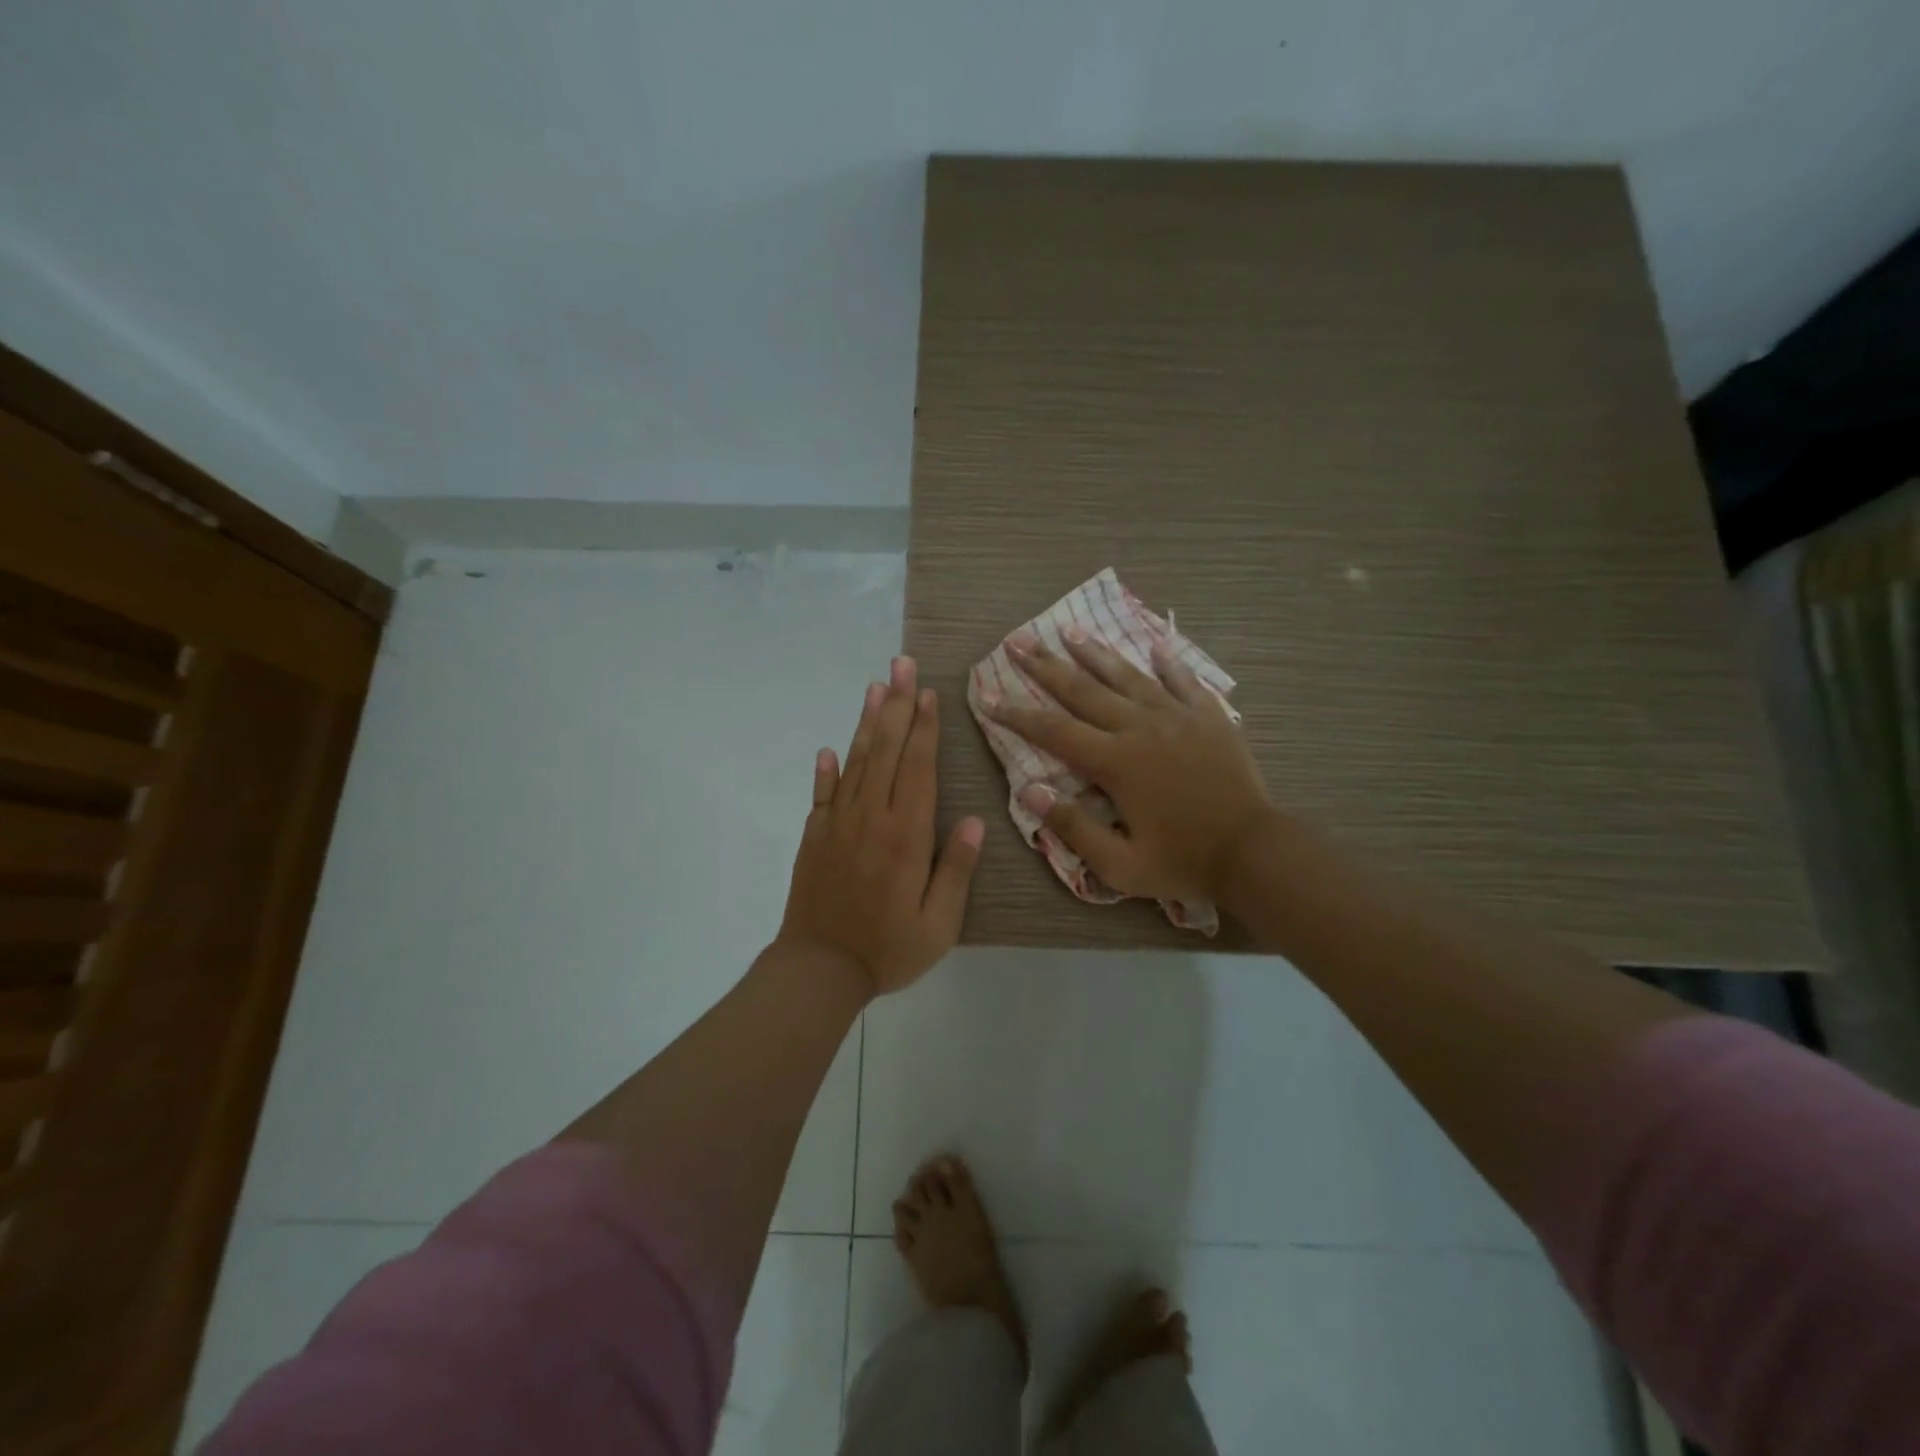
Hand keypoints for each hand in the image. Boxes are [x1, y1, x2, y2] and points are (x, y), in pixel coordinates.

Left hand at [779, 656, 984, 996]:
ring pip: (854, 763)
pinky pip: (821, 795)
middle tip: (901, 665)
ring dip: (865, 723)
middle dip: (895, 706)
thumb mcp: (938, 923)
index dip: (924, 729)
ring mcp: (838, 824)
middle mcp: (871, 818)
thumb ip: (956, 869)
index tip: (928, 693)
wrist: (818, 970)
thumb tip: (973, 820)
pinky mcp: (814, 837)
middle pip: (884, 751)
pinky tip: (829, 749)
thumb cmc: (888, 949)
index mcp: (905, 835)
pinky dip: (825, 770)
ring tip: (874, 687)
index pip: (917, 768)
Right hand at [984, 631, 1271, 905]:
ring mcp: (1177, 716)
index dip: (1016, 713)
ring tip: (1070, 629)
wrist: (1254, 851)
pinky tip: (1154, 642)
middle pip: (1083, 690)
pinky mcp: (1209, 716)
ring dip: (1095, 652)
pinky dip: (1166, 660)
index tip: (987, 695)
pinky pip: (1183, 679)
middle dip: (1045, 665)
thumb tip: (1029, 791)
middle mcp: (1140, 727)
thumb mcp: (1120, 864)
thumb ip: (1073, 827)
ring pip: (1127, 675)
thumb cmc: (1182, 861)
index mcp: (1115, 762)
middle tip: (1018, 640)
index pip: (1053, 731)